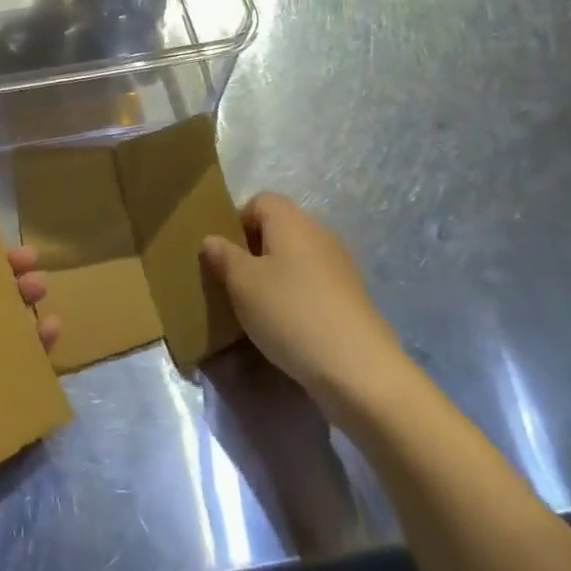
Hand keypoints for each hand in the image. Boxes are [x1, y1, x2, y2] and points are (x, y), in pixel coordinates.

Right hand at [200, 192, 404, 414]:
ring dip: (275, 276)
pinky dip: (297, 296)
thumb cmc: (290, 313)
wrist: (359, 369)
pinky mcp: (351, 297)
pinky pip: (313, 284)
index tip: (224, 254)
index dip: (237, 221)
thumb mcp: (242, 284)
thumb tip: (211, 240)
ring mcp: (340, 265)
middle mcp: (318, 233)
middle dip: (254, 251)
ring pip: (296, 258)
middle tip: (235, 283)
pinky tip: (287, 326)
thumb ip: (223, 257)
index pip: (259, 201)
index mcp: (291, 220)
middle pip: (279, 228)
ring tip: (258, 308)